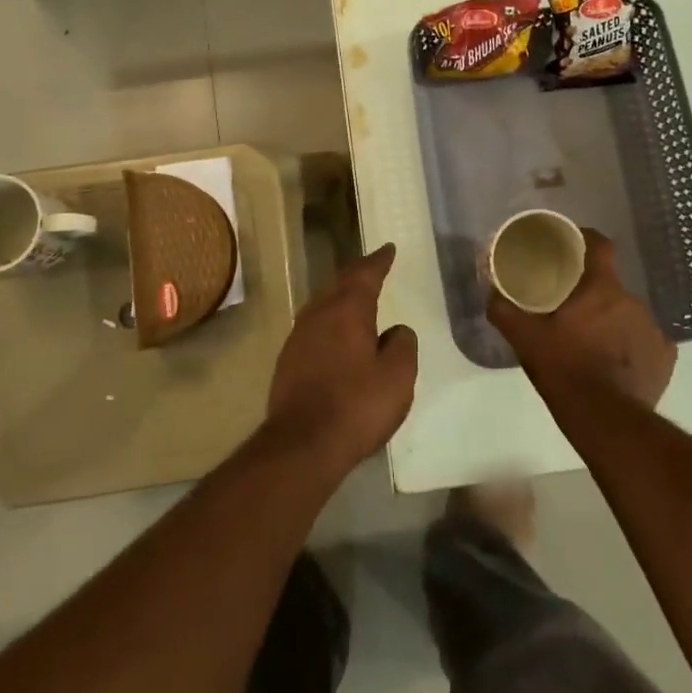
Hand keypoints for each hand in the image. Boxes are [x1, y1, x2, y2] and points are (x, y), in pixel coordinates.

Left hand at [265, 243, 417, 477]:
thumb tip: (396, 331)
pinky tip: (336, 335)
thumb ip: (402, 346)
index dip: (378, 261)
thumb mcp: (397, 377)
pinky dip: (330, 321)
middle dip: (358, 274)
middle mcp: (319, 314)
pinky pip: (314, 327)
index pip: (365, 274)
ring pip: (323, 304)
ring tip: (355, 297)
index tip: (388, 249)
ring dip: (340, 297)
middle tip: (373, 267)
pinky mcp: (288, 360)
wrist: (302, 444)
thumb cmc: (356, 405)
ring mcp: (299, 337)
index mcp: (347, 310)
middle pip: (339, 284)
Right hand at [486, 229, 674, 410]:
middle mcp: (632, 301)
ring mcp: (653, 330)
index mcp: (601, 288)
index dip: (587, 240)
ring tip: (592, 342)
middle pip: (611, 286)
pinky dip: (632, 348)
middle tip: (571, 310)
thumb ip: (504, 311)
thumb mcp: (525, 339)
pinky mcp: (665, 358)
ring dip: (612, 322)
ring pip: (628, 315)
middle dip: (593, 294)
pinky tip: (617, 364)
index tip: (572, 246)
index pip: (601, 246)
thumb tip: (492, 293)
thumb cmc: (564, 368)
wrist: (605, 419)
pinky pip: (646, 342)